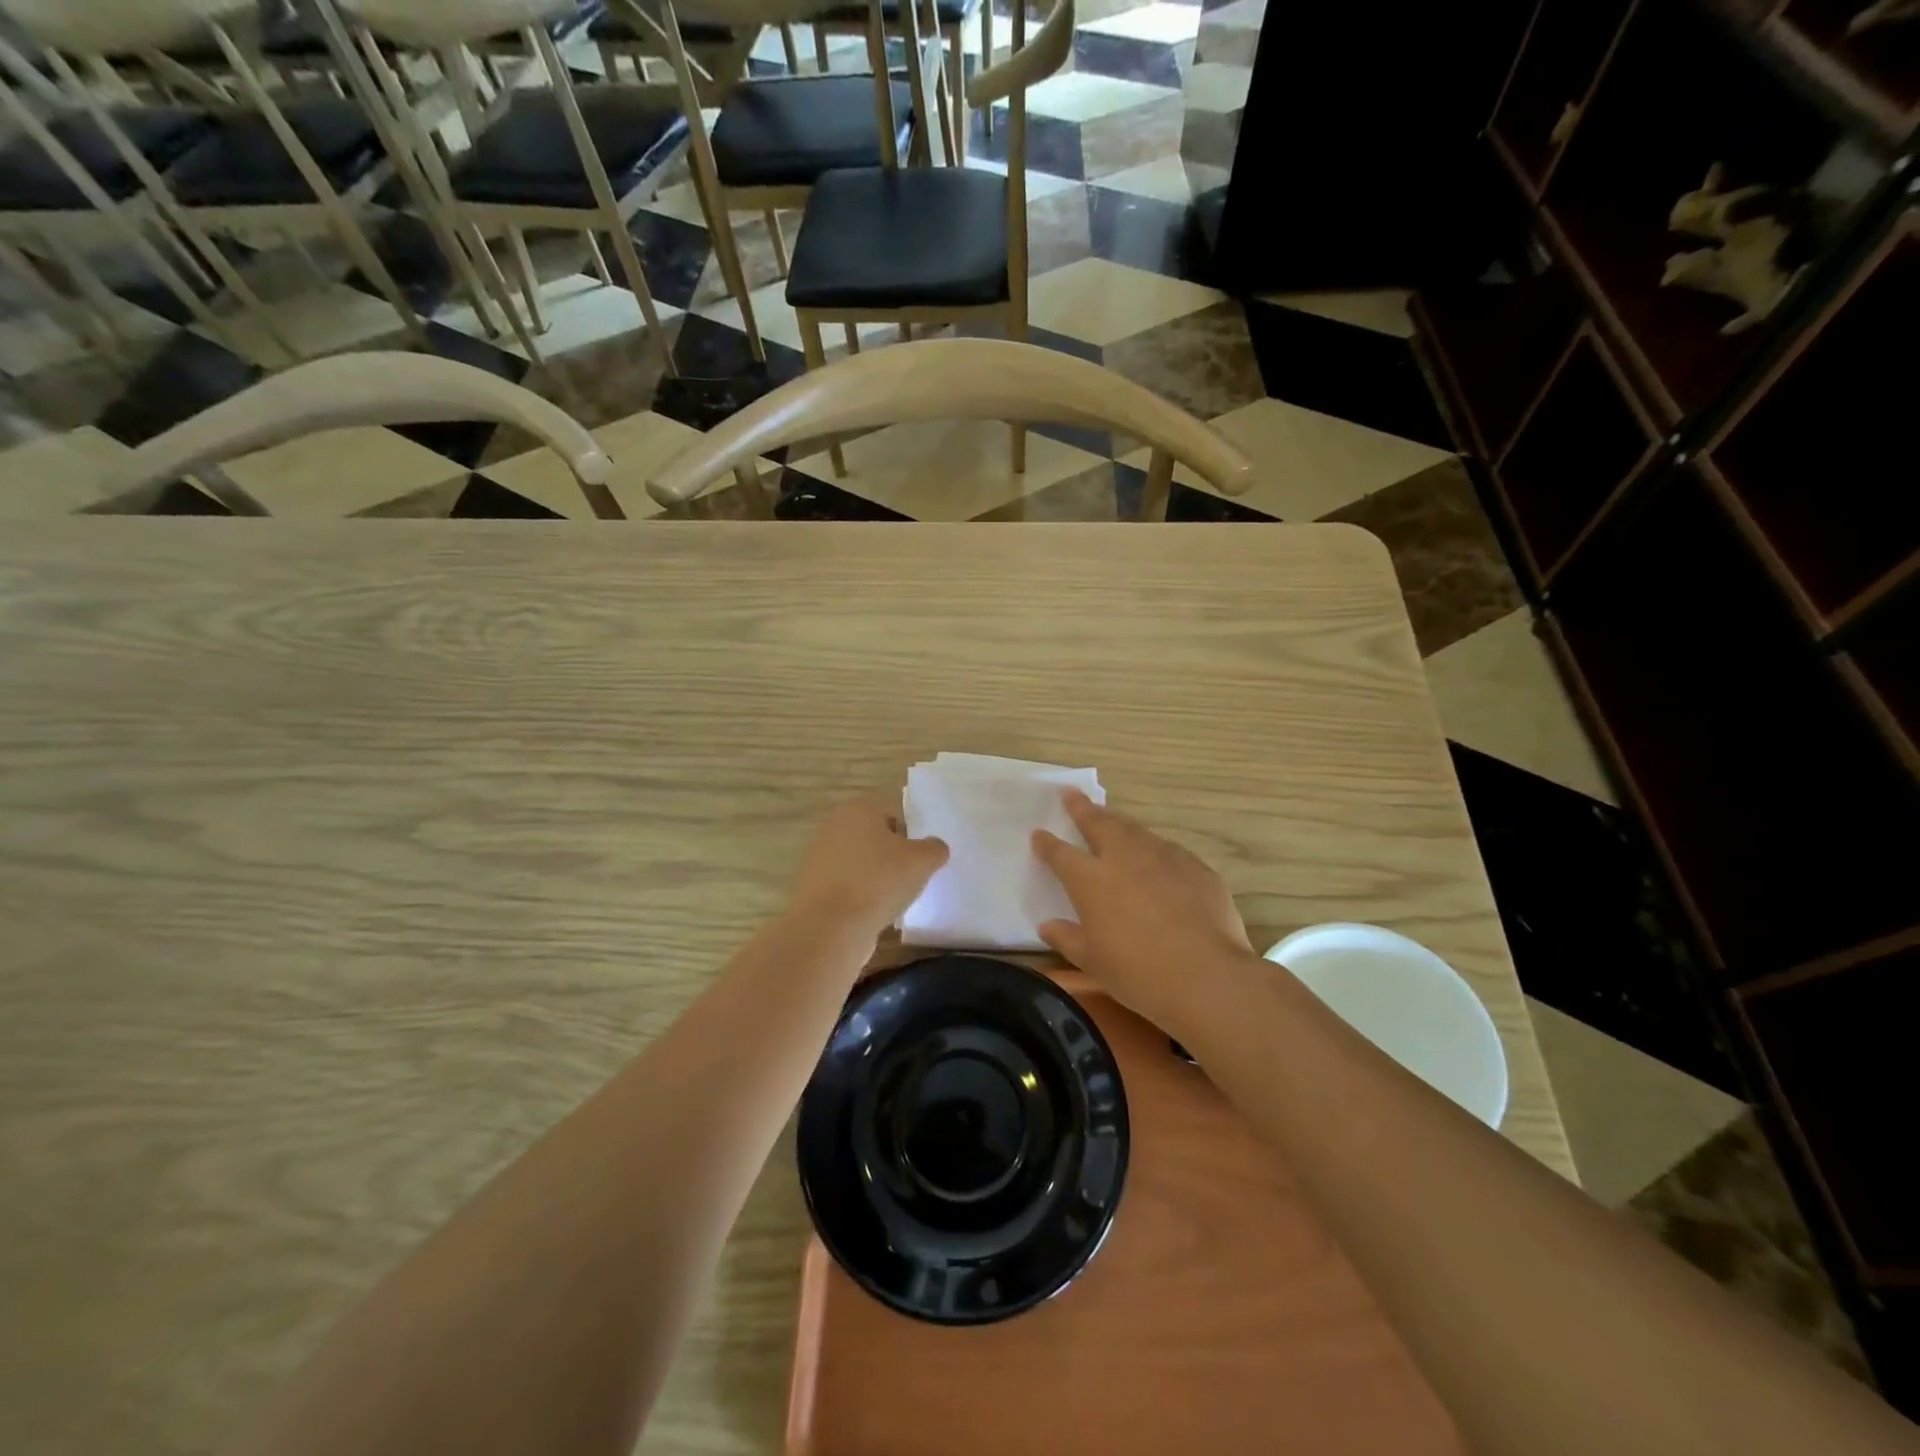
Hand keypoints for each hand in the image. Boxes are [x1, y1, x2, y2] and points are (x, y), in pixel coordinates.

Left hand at [787, 793, 948, 941]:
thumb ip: (935, 848)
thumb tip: (933, 848)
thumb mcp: (922, 861)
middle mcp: (834, 826)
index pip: (895, 812)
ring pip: (862, 862)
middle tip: (911, 877)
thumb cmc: (878, 881)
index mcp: (859, 808)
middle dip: (894, 855)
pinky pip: (848, 885)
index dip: (912, 834)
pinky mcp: (814, 886)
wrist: (830, 927)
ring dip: (878, 877)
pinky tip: (873, 913)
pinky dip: (861, 896)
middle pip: (876, 837)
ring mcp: (820, 857)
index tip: (921, 858)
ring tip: (893, 899)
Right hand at [1033, 791, 1252, 1036]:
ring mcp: (1163, 857)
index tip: (1038, 833)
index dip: (1047, 843)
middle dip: (1082, 808)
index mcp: (1090, 880)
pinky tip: (1157, 858)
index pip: (1060, 853)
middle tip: (1072, 794)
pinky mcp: (1195, 867)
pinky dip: (1154, 849)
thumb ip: (1066, 938)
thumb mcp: (1091, 962)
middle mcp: (1123, 858)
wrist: (1205, 975)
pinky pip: (1168, 850)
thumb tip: (1047, 926)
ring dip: (1119, 823)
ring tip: (1112, 820)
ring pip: (1135, 830)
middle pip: (1099, 824)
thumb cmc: (1137, 973)